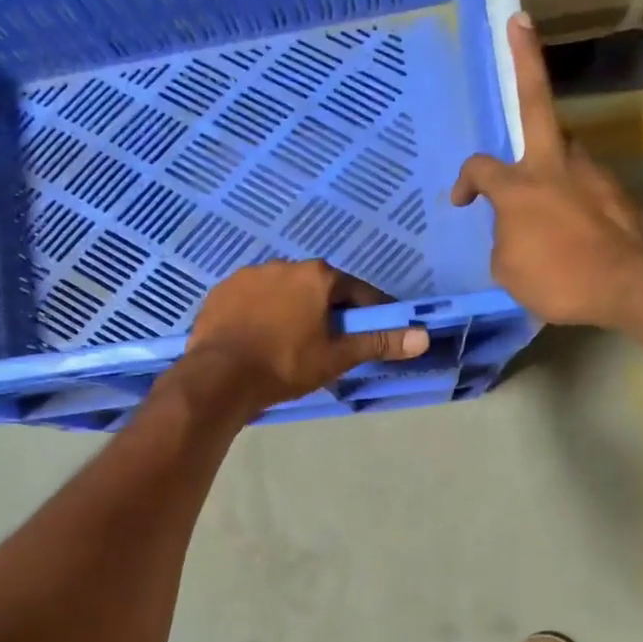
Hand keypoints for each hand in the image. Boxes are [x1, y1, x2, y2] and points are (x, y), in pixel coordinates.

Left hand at [183, 259, 429, 412]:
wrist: (219, 377)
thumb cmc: (285, 366)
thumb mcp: (336, 357)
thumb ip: (378, 342)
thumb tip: (423, 336)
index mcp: (317, 276)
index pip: (355, 291)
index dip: (368, 312)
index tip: (371, 332)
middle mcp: (284, 265)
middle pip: (317, 288)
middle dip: (327, 311)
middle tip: (327, 344)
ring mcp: (248, 275)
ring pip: (282, 292)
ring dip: (291, 310)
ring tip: (288, 343)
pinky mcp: (221, 291)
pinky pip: (251, 300)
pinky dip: (259, 314)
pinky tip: (256, 338)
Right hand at [451, 14, 642, 327]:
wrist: (630, 283)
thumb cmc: (558, 278)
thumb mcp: (508, 269)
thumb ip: (505, 237)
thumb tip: (516, 229)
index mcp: (518, 186)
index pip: (480, 168)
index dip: (465, 182)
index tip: (462, 201)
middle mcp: (554, 165)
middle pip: (535, 101)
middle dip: (525, 59)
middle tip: (519, 23)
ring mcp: (590, 171)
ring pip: (562, 149)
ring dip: (549, 156)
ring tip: (542, 186)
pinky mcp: (615, 188)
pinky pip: (582, 184)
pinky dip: (571, 196)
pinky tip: (572, 225)